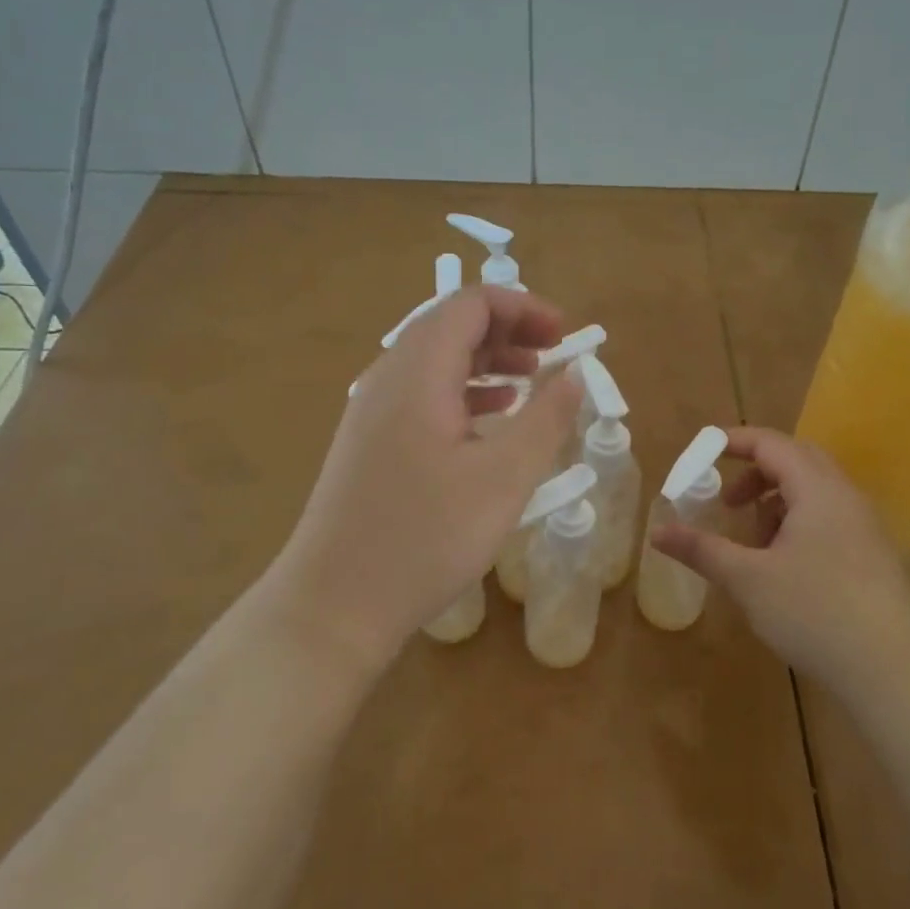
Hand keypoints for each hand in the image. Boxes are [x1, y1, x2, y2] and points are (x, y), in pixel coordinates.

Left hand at [267, 287, 581, 675]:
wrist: (335, 604)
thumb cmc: (425, 538)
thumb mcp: (504, 478)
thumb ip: (546, 419)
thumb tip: (574, 375)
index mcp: (418, 372)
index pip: (471, 304)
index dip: (524, 307)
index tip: (564, 335)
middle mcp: (389, 377)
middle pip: (451, 324)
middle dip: (508, 330)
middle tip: (552, 355)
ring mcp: (372, 409)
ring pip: (435, 359)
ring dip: (487, 359)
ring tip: (530, 381)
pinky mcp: (369, 440)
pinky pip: (422, 391)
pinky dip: (464, 389)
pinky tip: (491, 419)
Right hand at [651, 427, 909, 694]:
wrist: (893, 671)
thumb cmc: (815, 613)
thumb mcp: (748, 580)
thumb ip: (702, 550)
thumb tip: (657, 532)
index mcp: (817, 490)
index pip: (771, 444)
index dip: (733, 441)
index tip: (701, 453)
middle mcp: (845, 496)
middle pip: (796, 460)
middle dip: (756, 473)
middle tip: (728, 501)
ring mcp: (864, 526)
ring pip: (814, 491)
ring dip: (777, 501)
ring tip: (754, 542)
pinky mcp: (873, 555)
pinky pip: (829, 517)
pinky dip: (798, 523)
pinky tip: (785, 567)